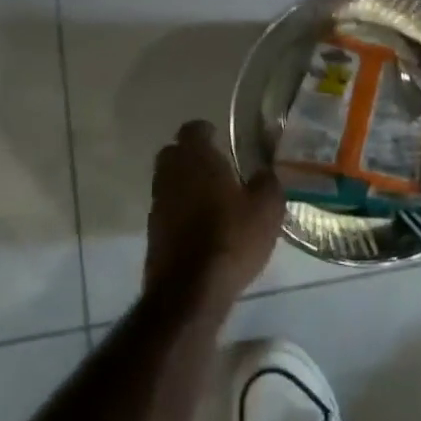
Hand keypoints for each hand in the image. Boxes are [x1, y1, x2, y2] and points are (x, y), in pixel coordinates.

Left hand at [146, 120, 284, 312]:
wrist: (190, 291)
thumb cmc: (232, 237)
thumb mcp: (267, 208)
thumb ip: (267, 182)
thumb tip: (264, 172)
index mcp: (197, 159)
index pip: (193, 129)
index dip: (206, 131)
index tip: (220, 137)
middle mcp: (171, 176)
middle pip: (174, 153)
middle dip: (191, 155)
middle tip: (217, 165)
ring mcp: (157, 205)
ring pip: (169, 182)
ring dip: (186, 184)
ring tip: (213, 197)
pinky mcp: (153, 234)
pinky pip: (168, 210)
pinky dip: (181, 211)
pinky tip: (203, 225)